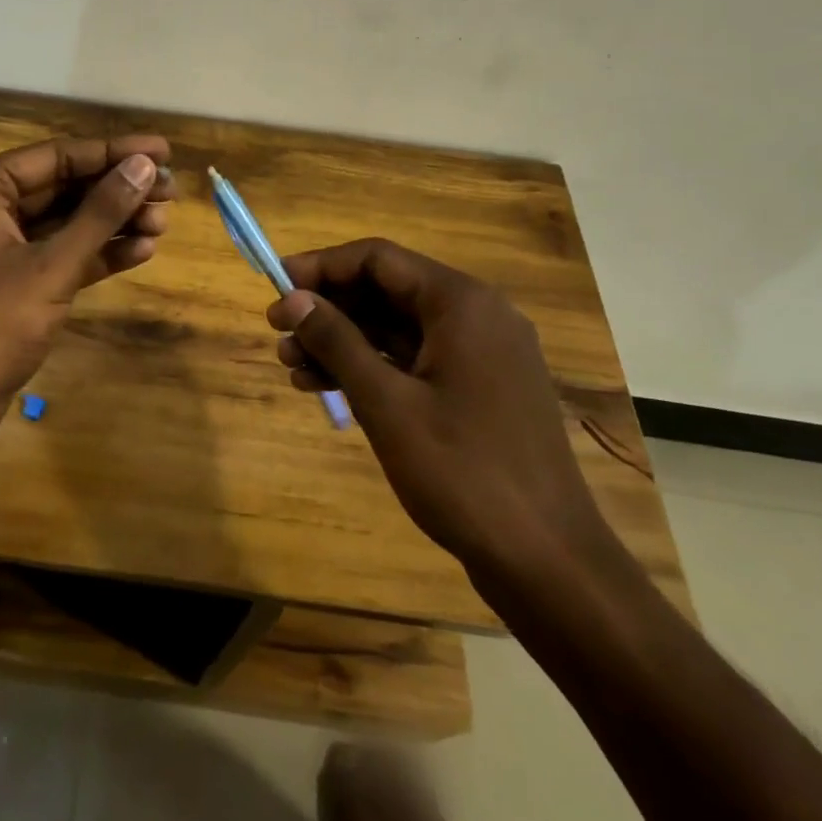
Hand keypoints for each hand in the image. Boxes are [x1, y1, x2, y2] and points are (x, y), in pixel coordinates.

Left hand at [0, 135, 175, 439]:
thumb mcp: (51, 265)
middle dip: (118, 190)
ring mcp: (1, 244)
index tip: (164, 149)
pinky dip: (98, 252)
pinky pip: (62, 253)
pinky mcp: (15, 279)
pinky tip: (142, 250)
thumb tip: (144, 166)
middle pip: (66, 186)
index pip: (59, 156)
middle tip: (172, 191)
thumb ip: (100, 213)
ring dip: (114, 222)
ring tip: (164, 223)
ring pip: (67, 220)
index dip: (114, 152)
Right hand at [267, 239, 613, 577]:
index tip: (275, 287)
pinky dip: (371, 367)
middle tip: (277, 332)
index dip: (321, 267)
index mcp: (461, 303)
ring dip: (343, 341)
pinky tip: (326, 387)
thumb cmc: (462, 472)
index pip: (377, 259)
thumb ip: (336, 341)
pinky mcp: (478, 389)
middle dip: (328, 309)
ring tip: (291, 366)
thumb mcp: (386, 403)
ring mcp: (480, 354)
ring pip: (396, 328)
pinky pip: (413, 359)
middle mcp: (475, 315)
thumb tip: (291, 298)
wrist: (547, 561)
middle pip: (386, 290)